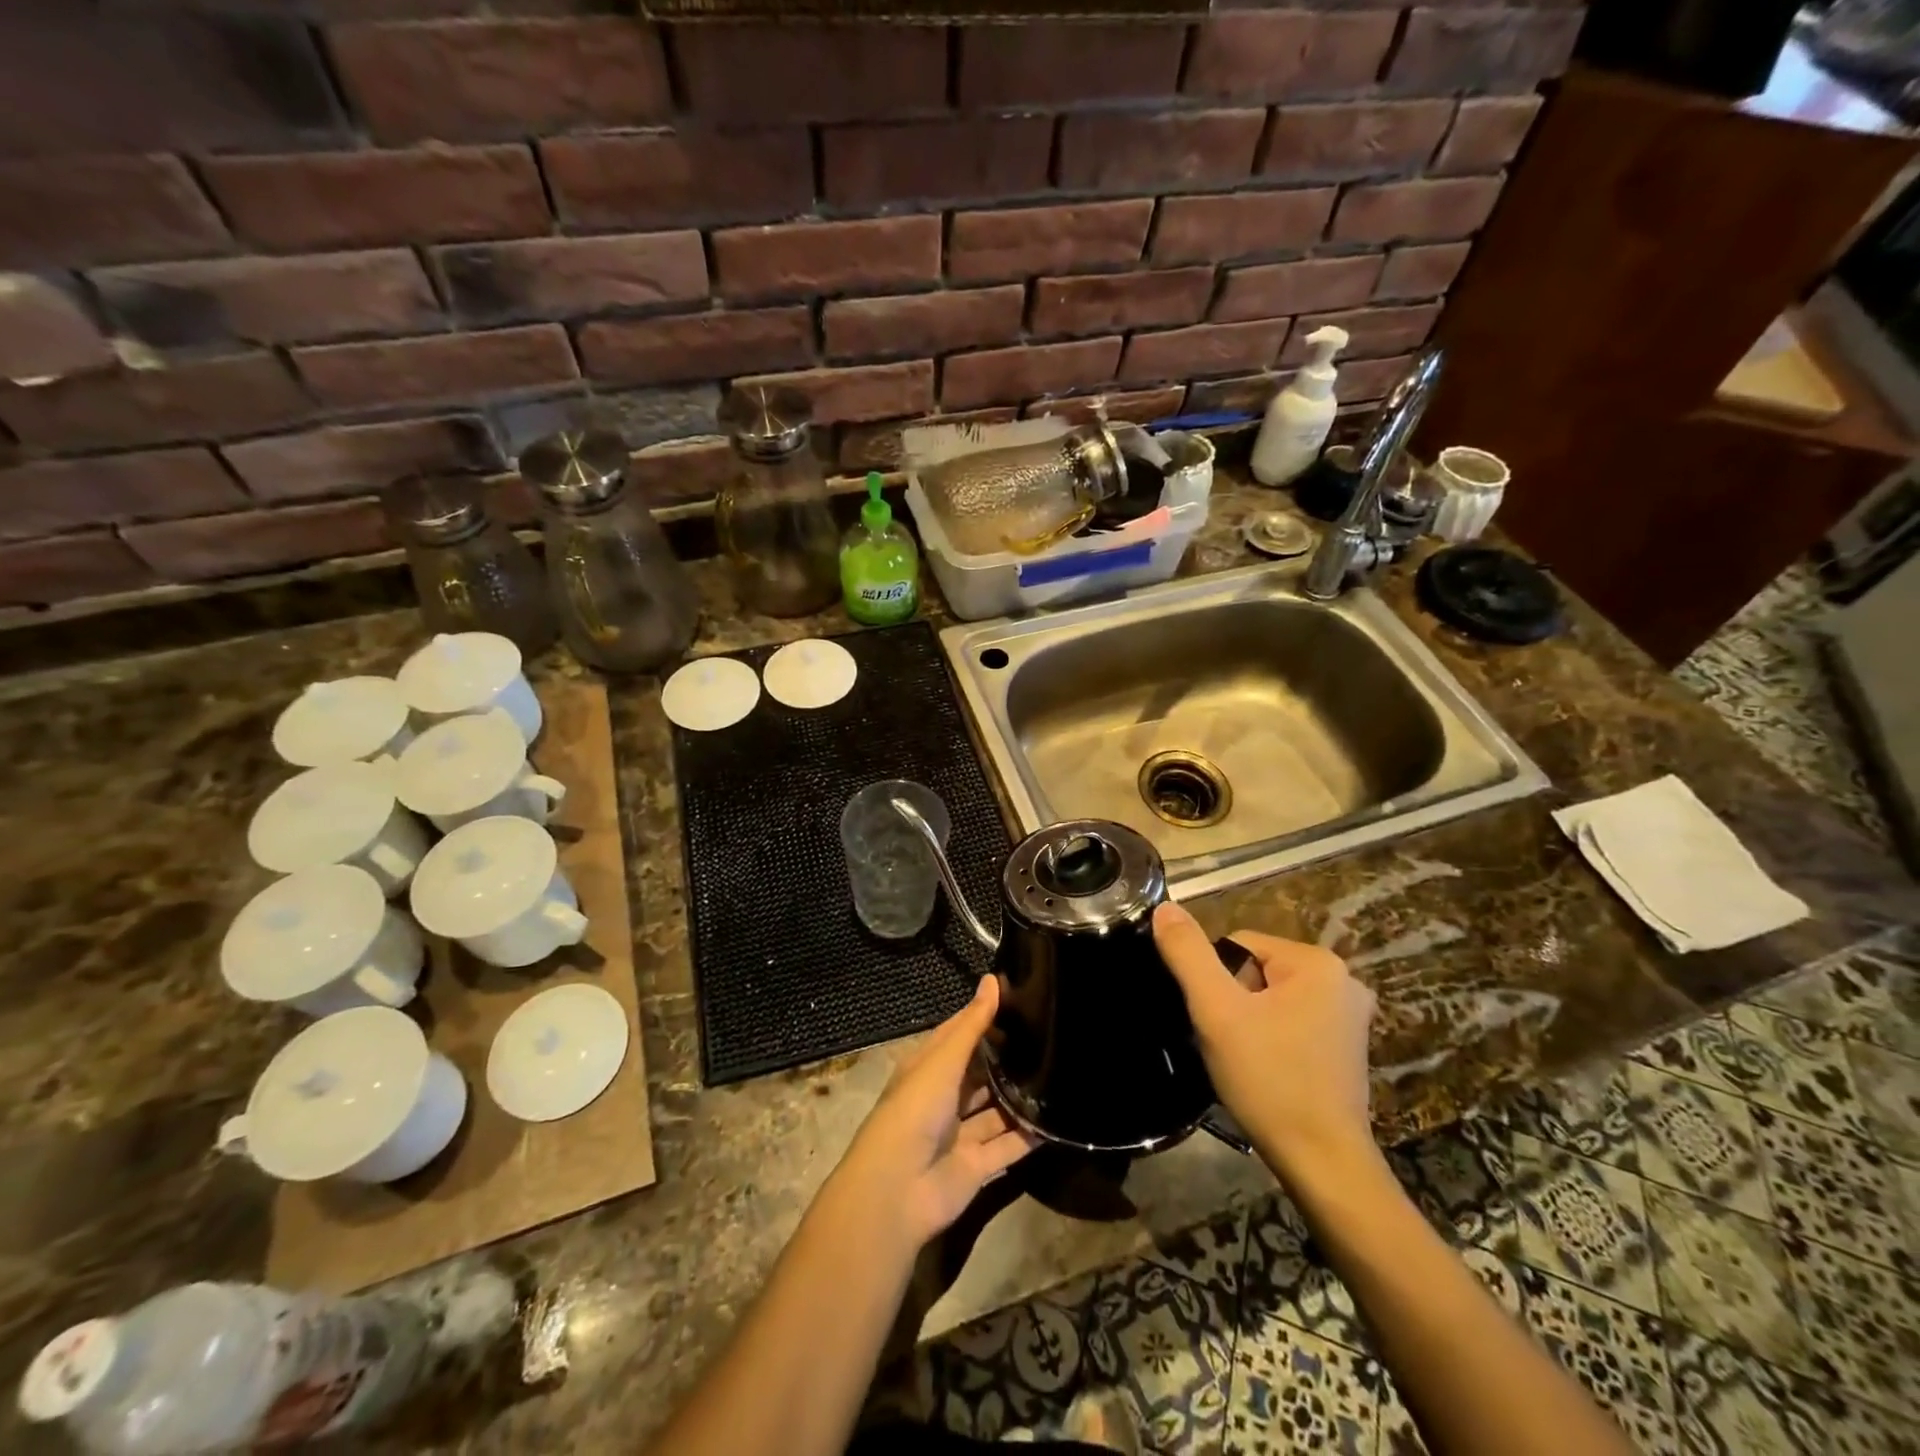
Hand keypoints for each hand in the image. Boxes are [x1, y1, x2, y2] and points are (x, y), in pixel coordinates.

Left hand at [825, 976, 1039, 1251]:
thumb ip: (972, 1025)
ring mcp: (959, 1133)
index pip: (958, 1035)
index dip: (983, 1017)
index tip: (1019, 998)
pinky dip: (1029, 1136)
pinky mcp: (977, 1166)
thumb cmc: (914, 1110)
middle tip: (1049, 1034)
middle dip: (1005, 1057)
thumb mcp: (943, 1060)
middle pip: (978, 1072)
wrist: (898, 1190)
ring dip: (1019, 1096)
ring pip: (995, 1109)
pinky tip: (1058, 1119)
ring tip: (1059, 1071)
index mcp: (927, 1068)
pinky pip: (1008, 1146)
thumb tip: (992, 980)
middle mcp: (943, 1098)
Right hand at [1153, 902, 1378, 1180]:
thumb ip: (1188, 953)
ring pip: (1270, 998)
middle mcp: (1343, 980)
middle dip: (1233, 1002)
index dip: (1215, 982)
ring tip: (1244, 1060)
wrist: (1322, 1164)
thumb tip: (1165, 906)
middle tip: (1229, 1043)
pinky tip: (1266, 1070)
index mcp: (1317, 962)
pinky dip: (1271, 1039)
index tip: (1218, 1022)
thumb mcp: (1216, 1011)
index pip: (1237, 946)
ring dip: (1249, 1021)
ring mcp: (1350, 1016)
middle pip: (1255, 970)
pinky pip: (1291, 1021)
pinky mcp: (1347, 1047)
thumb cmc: (1270, 1080)